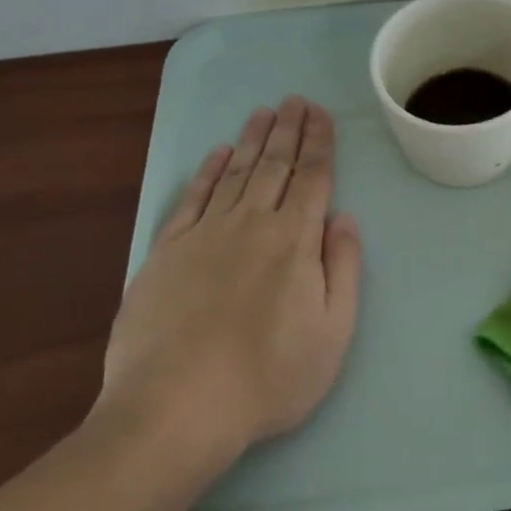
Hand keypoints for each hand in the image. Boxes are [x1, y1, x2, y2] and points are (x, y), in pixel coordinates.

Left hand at [93, 97, 360, 478]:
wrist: (174, 410)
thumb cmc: (268, 378)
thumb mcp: (333, 332)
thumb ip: (343, 268)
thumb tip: (345, 218)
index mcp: (294, 240)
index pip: (312, 177)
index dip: (319, 143)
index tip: (321, 114)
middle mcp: (251, 224)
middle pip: (274, 165)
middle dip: (288, 129)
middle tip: (295, 99)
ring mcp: (204, 235)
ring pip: (235, 173)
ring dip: (252, 140)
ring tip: (264, 112)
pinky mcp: (165, 253)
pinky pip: (191, 199)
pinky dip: (207, 172)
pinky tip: (217, 155)